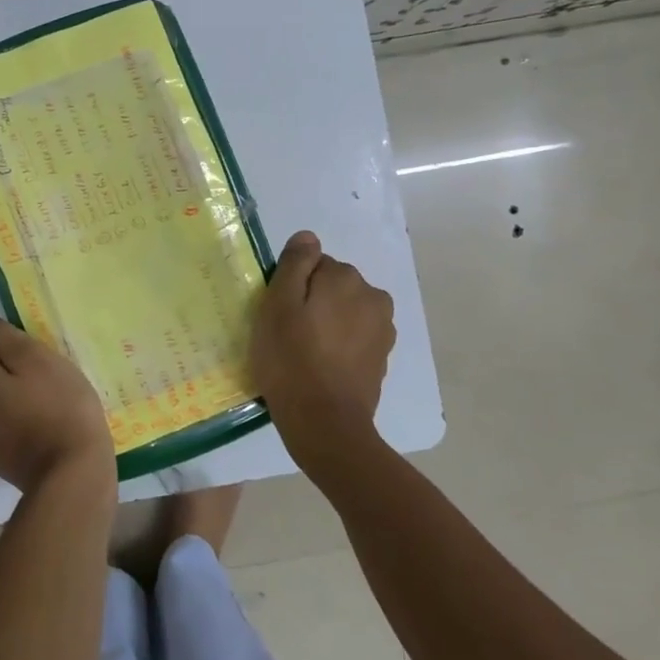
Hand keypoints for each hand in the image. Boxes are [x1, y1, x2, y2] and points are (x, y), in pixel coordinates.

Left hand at [0, 315, 116, 500]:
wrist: (73, 474)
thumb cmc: (59, 406)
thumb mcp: (34, 357)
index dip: (8, 348)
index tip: (36, 359)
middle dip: (6, 372)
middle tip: (45, 379)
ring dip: (11, 397)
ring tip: (47, 403)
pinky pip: (1, 426)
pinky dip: (16, 422)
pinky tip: (43, 426)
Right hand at [252, 231, 395, 457]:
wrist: (325, 423)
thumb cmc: (291, 360)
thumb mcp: (277, 306)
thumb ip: (295, 265)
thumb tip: (308, 236)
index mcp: (346, 278)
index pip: (313, 265)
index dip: (292, 287)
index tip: (280, 314)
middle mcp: (373, 296)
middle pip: (333, 286)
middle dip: (313, 302)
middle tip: (288, 334)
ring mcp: (382, 329)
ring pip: (345, 311)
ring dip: (328, 323)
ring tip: (305, 353)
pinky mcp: (382, 357)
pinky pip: (354, 337)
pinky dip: (340, 345)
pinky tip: (322, 367)